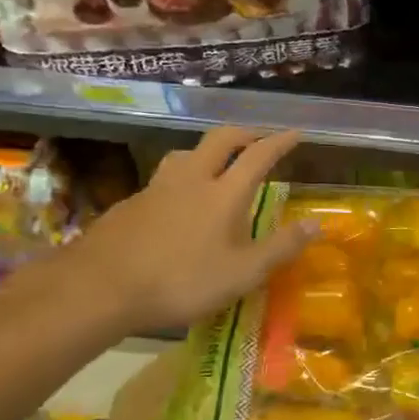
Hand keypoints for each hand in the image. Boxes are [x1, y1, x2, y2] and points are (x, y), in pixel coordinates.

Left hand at [25, 127, 315, 341]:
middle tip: (258, 139)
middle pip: (221, 139)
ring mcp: (157, 187)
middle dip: (244, 133)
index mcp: (224, 193)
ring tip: (215, 165)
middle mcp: (192, 179)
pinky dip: (181, 177)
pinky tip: (176, 202)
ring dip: (207, 151)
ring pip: (186, 153)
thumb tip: (317, 224)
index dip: (280, 142)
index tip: (295, 133)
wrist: (101, 286)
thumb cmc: (181, 281)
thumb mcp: (242, 274)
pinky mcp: (132, 203)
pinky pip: (164, 178)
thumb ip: (281, 248)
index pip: (259, 156)